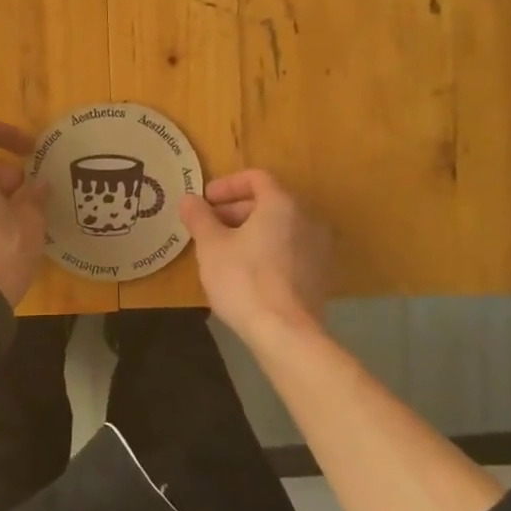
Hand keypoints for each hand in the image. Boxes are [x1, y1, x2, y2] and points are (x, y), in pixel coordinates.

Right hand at [180, 169, 331, 340]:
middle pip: (269, 201)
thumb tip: (189, 200)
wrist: (286, 333)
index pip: (256, 178)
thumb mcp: (211, 246)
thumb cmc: (244, 280)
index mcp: (282, 203)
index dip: (226, 185)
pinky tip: (247, 270)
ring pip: (281, 227)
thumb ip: (199, 217)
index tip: (205, 200)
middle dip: (236, 210)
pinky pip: (290, 249)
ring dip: (252, 230)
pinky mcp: (321, 274)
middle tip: (209, 226)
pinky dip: (268, 249)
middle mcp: (308, 218)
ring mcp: (320, 247)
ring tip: (224, 249)